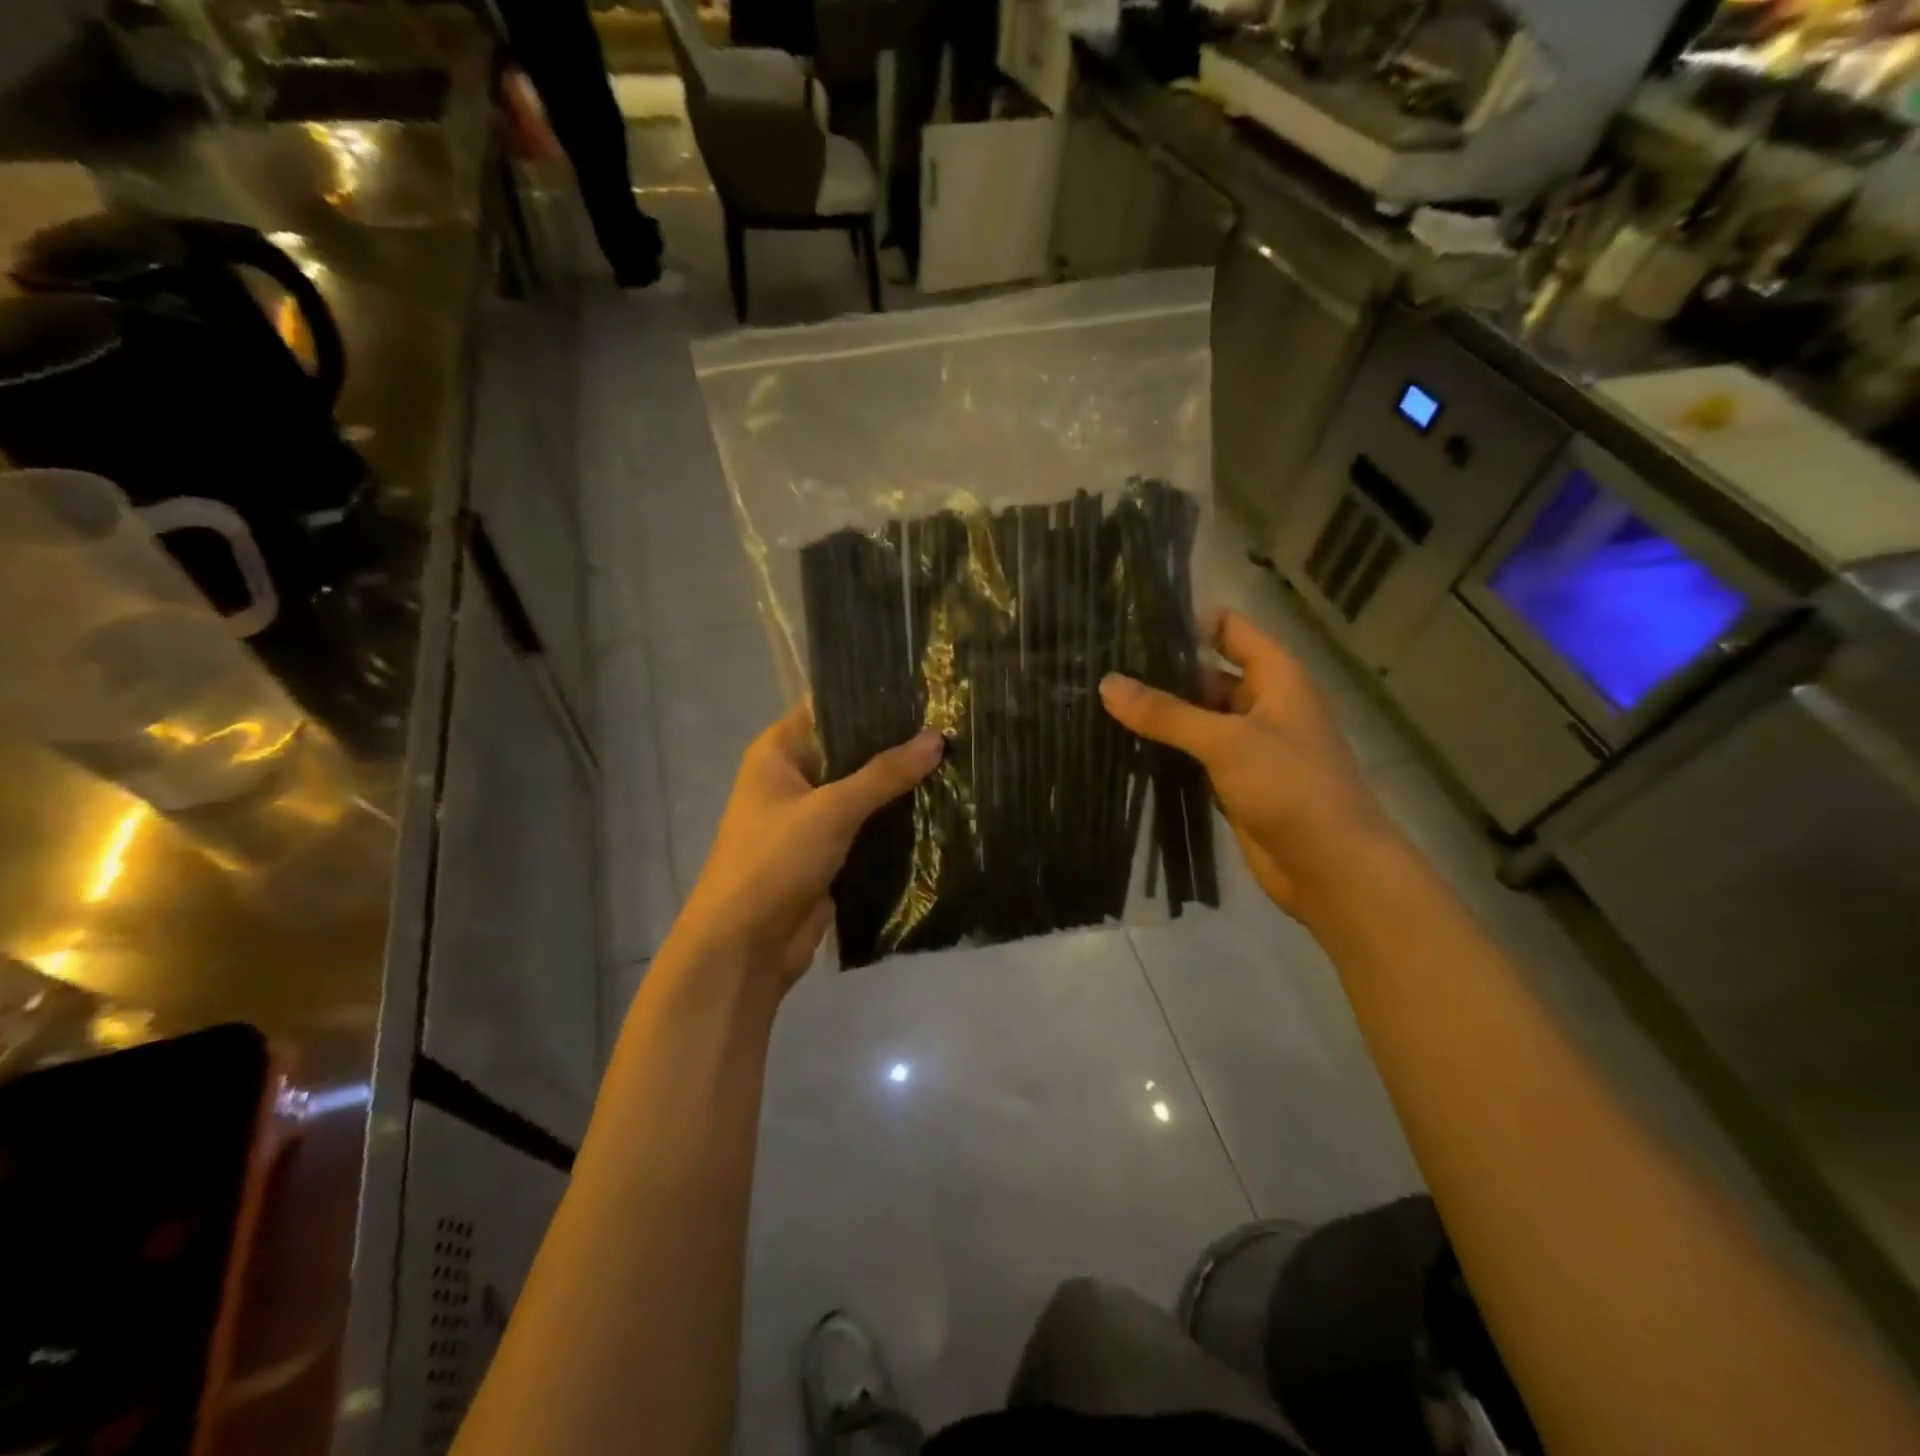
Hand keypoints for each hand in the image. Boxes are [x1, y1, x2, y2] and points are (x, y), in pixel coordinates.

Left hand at [671, 705, 943, 988]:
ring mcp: (812, 817)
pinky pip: (867, 826)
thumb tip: (936, 738)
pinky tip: (940, 807)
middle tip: (952, 726)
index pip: (830, 708)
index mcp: (779, 752)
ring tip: (956, 760)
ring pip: (863, 791)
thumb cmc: (775, 861)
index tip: (924, 690)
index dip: (873, 698)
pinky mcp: (829, 852)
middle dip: (896, 744)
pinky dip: (895, 821)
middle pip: (851, 750)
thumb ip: (884, 774)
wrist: (744, 947)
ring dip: (900, 785)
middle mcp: (794, 778)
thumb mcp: (831, 810)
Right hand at [1099, 611, 1398, 918]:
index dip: (1185, 625)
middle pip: (1204, 673)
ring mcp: (1247, 745)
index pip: (1227, 628)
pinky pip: (1194, 755)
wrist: (1333, 868)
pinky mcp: (1233, 781)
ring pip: (1196, 718)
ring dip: (1158, 715)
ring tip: (1100, 707)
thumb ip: (1166, 713)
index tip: (1131, 632)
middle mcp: (1262, 703)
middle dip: (1159, 674)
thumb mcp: (1227, 742)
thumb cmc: (1291, 788)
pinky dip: (1165, 751)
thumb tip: (1107, 683)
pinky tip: (1122, 748)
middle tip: (1100, 673)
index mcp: (1275, 676)